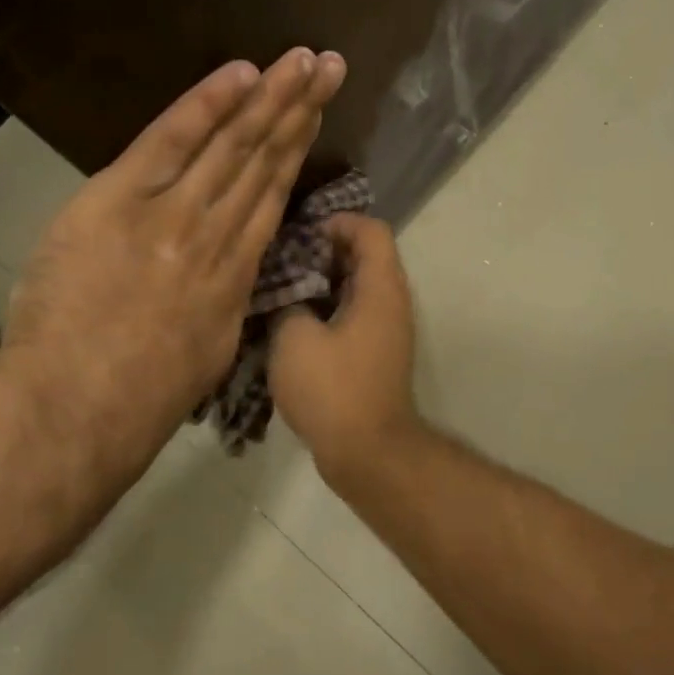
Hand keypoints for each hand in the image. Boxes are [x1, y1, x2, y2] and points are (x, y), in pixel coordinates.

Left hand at [0, 48, 346, 475]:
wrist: (85, 405)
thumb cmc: (145, 395)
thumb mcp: (209, 350)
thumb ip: (223, 301)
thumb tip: (231, 274)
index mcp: (236, 273)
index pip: (271, 197)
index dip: (296, 151)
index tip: (315, 115)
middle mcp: (218, 235)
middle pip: (264, 162)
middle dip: (299, 110)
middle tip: (330, 66)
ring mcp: (174, 213)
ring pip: (233, 146)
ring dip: (271, 98)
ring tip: (302, 60)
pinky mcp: (122, 199)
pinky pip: (171, 141)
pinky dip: (207, 105)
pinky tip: (241, 73)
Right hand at [269, 213, 423, 483]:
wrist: (367, 452)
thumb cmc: (333, 389)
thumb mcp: (295, 338)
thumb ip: (289, 302)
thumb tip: (290, 296)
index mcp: (380, 289)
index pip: (372, 230)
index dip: (338, 222)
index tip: (301, 235)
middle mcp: (392, 303)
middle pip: (365, 256)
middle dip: (323, 252)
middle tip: (283, 260)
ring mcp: (386, 331)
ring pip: (357, 288)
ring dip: (323, 283)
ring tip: (282, 289)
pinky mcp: (376, 355)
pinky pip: (354, 315)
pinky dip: (328, 310)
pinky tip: (293, 323)